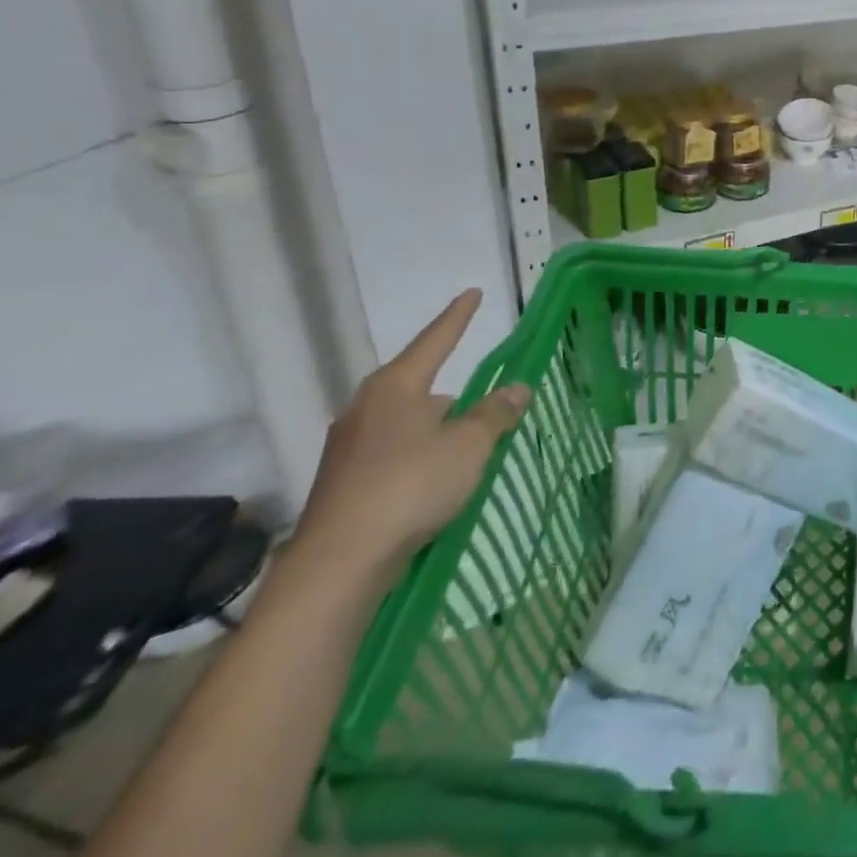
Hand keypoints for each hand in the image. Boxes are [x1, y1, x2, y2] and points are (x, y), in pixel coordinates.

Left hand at [294, 289, 526, 579]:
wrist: (338, 563)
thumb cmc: (410, 487)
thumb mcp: (468, 446)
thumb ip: (495, 413)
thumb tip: (517, 387)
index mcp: (397, 387)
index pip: (436, 340)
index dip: (458, 317)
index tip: (472, 293)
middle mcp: (366, 407)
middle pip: (416, 382)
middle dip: (448, 386)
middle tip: (480, 394)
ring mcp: (349, 445)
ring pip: (403, 420)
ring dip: (434, 424)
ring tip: (464, 442)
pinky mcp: (343, 480)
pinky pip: (391, 450)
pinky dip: (417, 452)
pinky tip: (433, 475)